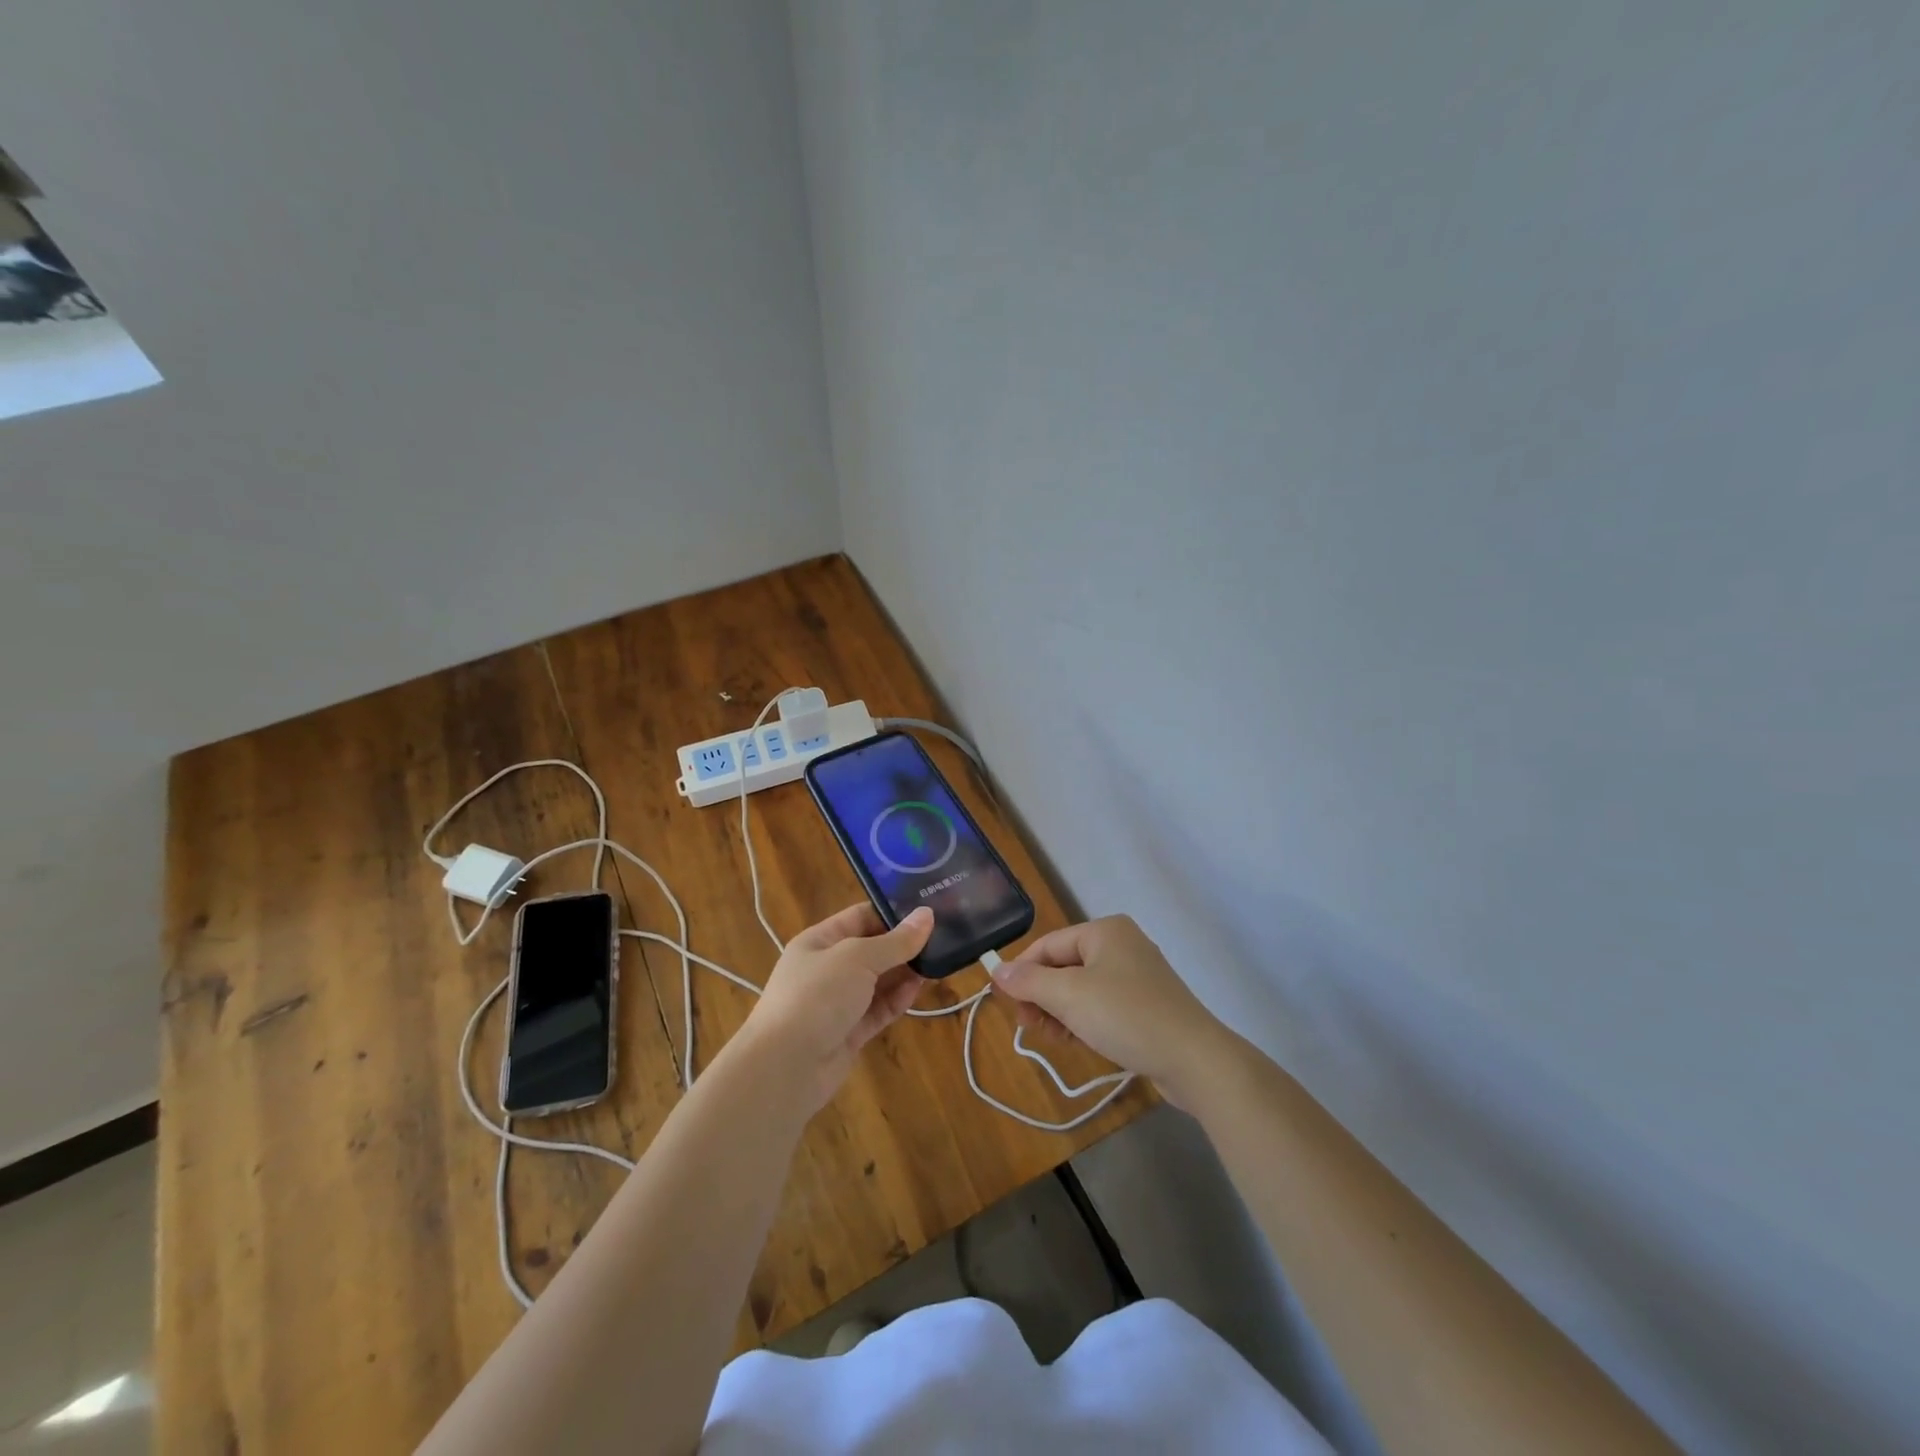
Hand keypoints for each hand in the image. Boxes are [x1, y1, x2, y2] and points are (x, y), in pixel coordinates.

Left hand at [731, 903, 932, 1111]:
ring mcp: (838, 1002)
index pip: (861, 916)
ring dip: (904, 972)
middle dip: (903, 944)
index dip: (892, 912)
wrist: (784, 1068)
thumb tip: (927, 915)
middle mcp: (828, 968)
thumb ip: (895, 941)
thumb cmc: (816, 996)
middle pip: (872, 949)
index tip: (929, 908)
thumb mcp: (857, 958)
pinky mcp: (848, 1033)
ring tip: (941, 960)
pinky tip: (920, 988)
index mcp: (820, 941)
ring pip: (878, 981)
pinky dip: (898, 999)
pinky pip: (878, 1010)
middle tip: (944, 935)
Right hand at [989, 915, 1230, 1107]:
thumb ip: (1029, 981)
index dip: (1021, 973)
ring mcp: (1137, 975)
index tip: (1005, 1005)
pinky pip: (1102, 1004)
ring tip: (1054, 1038)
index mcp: (1104, 931)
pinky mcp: (1146, 1005)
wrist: (1194, 1059)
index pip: (1047, 944)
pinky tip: (1077, 1041)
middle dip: (1042, 995)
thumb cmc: (1126, 1016)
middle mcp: (1121, 944)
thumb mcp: (1069, 996)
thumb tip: (996, 969)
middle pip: (1063, 965)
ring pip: (1081, 988)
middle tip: (1029, 1027)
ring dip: (1060, 1011)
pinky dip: (1084, 1020)